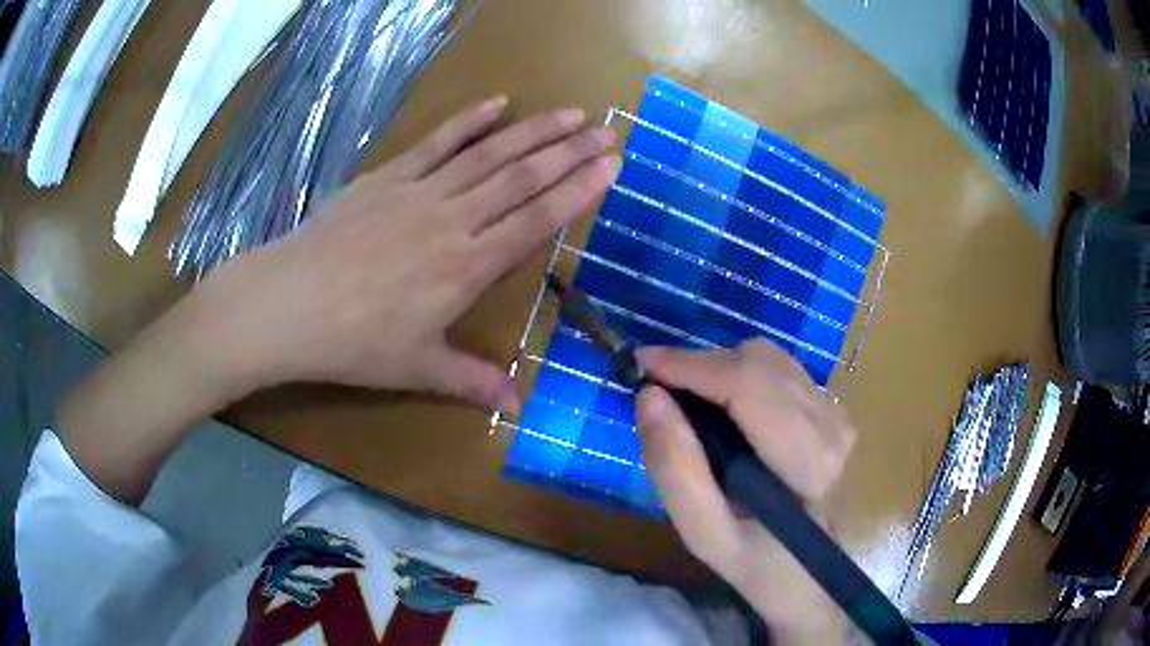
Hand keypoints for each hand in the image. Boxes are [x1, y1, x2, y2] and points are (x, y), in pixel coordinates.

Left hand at [205, 97, 619, 410]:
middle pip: (522, 178)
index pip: (536, 220)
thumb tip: (517, 407)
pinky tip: (496, 103)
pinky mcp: (388, 176)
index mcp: (466, 267)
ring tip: (570, 113)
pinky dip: (468, 121)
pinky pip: (437, 142)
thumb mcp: (417, 369)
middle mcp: (453, 220)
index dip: (578, 190)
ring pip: (488, 154)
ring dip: (533, 131)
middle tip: (606, 131)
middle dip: (569, 152)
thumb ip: (472, 381)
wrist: (288, 304)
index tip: (610, 166)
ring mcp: (419, 191)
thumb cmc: (354, 343)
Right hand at [635, 340, 855, 643]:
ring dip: (719, 369)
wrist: (812, 574)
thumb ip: (675, 469)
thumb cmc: (758, 562)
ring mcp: (837, 412)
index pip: (747, 384)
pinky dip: (740, 375)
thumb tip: (649, 397)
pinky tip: (723, 407)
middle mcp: (831, 424)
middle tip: (658, 391)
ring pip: (767, 359)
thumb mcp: (704, 534)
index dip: (690, 364)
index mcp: (807, 461)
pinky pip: (779, 369)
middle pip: (756, 362)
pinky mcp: (833, 409)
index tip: (639, 363)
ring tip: (687, 400)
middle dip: (700, 366)